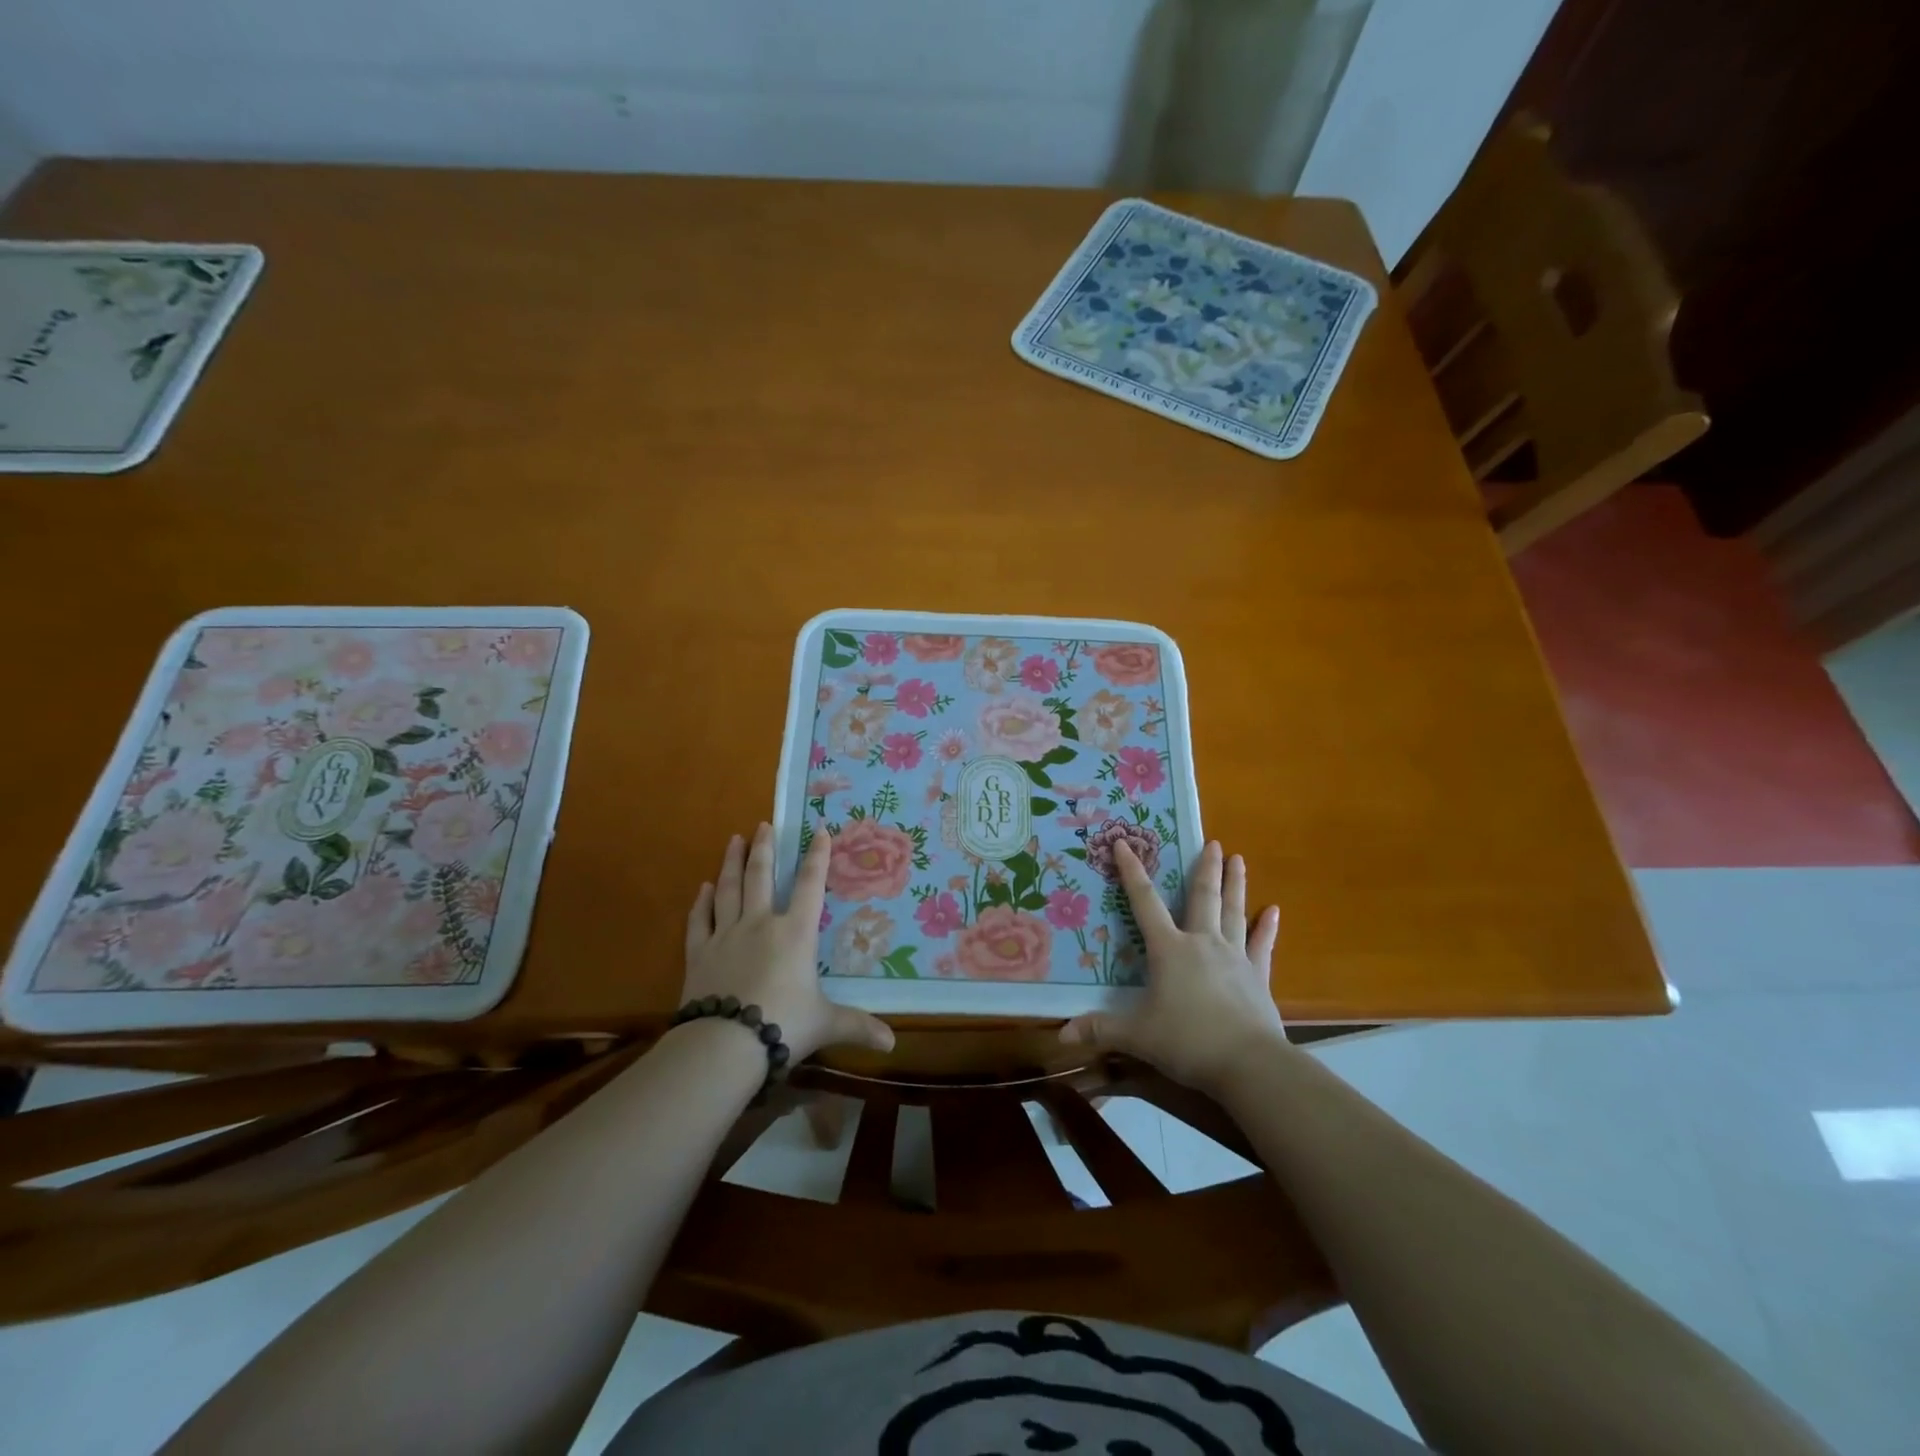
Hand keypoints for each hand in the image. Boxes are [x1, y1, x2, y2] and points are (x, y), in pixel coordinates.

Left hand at [682, 823, 894, 1063]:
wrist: (724, 1044)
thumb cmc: (783, 1025)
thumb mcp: (826, 1024)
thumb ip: (857, 1026)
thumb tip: (892, 1043)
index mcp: (795, 933)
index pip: (810, 885)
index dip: (817, 856)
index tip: (819, 830)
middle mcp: (760, 924)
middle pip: (761, 876)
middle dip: (764, 848)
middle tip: (763, 824)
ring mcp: (726, 935)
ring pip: (729, 890)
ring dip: (732, 863)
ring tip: (734, 840)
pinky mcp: (699, 954)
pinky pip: (700, 920)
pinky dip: (702, 902)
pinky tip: (703, 888)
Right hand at [1059, 840, 1283, 1095]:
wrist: (1249, 1064)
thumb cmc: (1187, 1041)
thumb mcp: (1137, 1035)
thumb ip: (1100, 1029)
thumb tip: (1061, 1035)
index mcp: (1170, 949)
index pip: (1145, 903)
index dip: (1132, 872)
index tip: (1125, 843)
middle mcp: (1203, 943)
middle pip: (1203, 897)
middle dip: (1205, 868)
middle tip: (1213, 842)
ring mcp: (1235, 957)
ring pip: (1234, 912)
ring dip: (1236, 884)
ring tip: (1239, 859)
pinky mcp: (1258, 977)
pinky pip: (1263, 945)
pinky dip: (1268, 927)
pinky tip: (1274, 910)